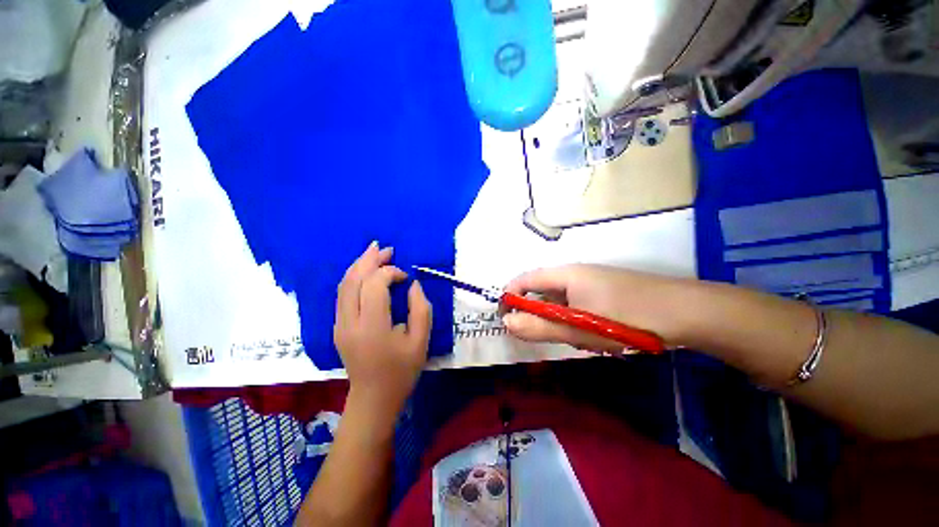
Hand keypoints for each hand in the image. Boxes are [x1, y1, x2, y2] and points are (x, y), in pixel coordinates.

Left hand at [334, 242, 431, 424]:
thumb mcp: (421, 341)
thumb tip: (412, 284)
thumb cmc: (402, 371)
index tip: (406, 277)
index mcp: (372, 328)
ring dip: (359, 265)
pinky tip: (366, 271)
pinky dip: (354, 277)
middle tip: (386, 248)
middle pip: (353, 280)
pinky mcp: (338, 326)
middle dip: (370, 260)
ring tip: (375, 252)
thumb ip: (421, 309)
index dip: (390, 273)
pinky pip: (343, 294)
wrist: (373, 398)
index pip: (375, 286)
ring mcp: (339, 324)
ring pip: (344, 285)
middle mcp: (349, 323)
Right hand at [502, 264, 692, 352]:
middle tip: (545, 336)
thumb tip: (507, 322)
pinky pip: (578, 303)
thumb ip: (540, 327)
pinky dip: (576, 319)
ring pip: (562, 300)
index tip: (506, 319)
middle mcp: (575, 273)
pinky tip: (593, 333)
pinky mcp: (605, 292)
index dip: (510, 296)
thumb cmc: (626, 318)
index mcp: (565, 274)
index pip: (525, 279)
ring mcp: (592, 282)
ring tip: (577, 338)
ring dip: (559, 319)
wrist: (687, 312)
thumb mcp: (578, 328)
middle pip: (542, 290)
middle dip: (537, 313)